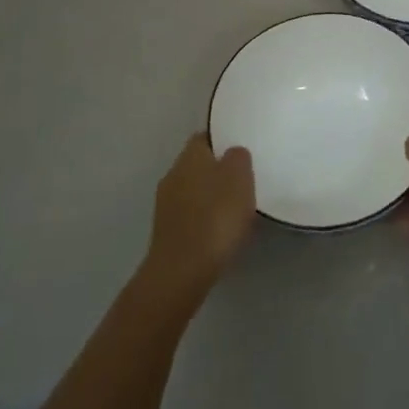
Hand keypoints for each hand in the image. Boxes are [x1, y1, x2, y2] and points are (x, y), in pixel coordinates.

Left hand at [143, 135, 254, 298]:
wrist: (182, 271)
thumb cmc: (216, 216)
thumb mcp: (240, 177)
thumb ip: (238, 157)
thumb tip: (233, 154)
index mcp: (190, 155)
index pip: (206, 137)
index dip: (223, 141)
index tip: (242, 151)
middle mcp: (173, 174)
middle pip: (198, 165)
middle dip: (218, 171)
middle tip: (243, 181)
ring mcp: (165, 205)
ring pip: (193, 191)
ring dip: (210, 197)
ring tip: (235, 209)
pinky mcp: (166, 232)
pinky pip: (190, 216)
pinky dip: (204, 219)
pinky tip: (220, 232)